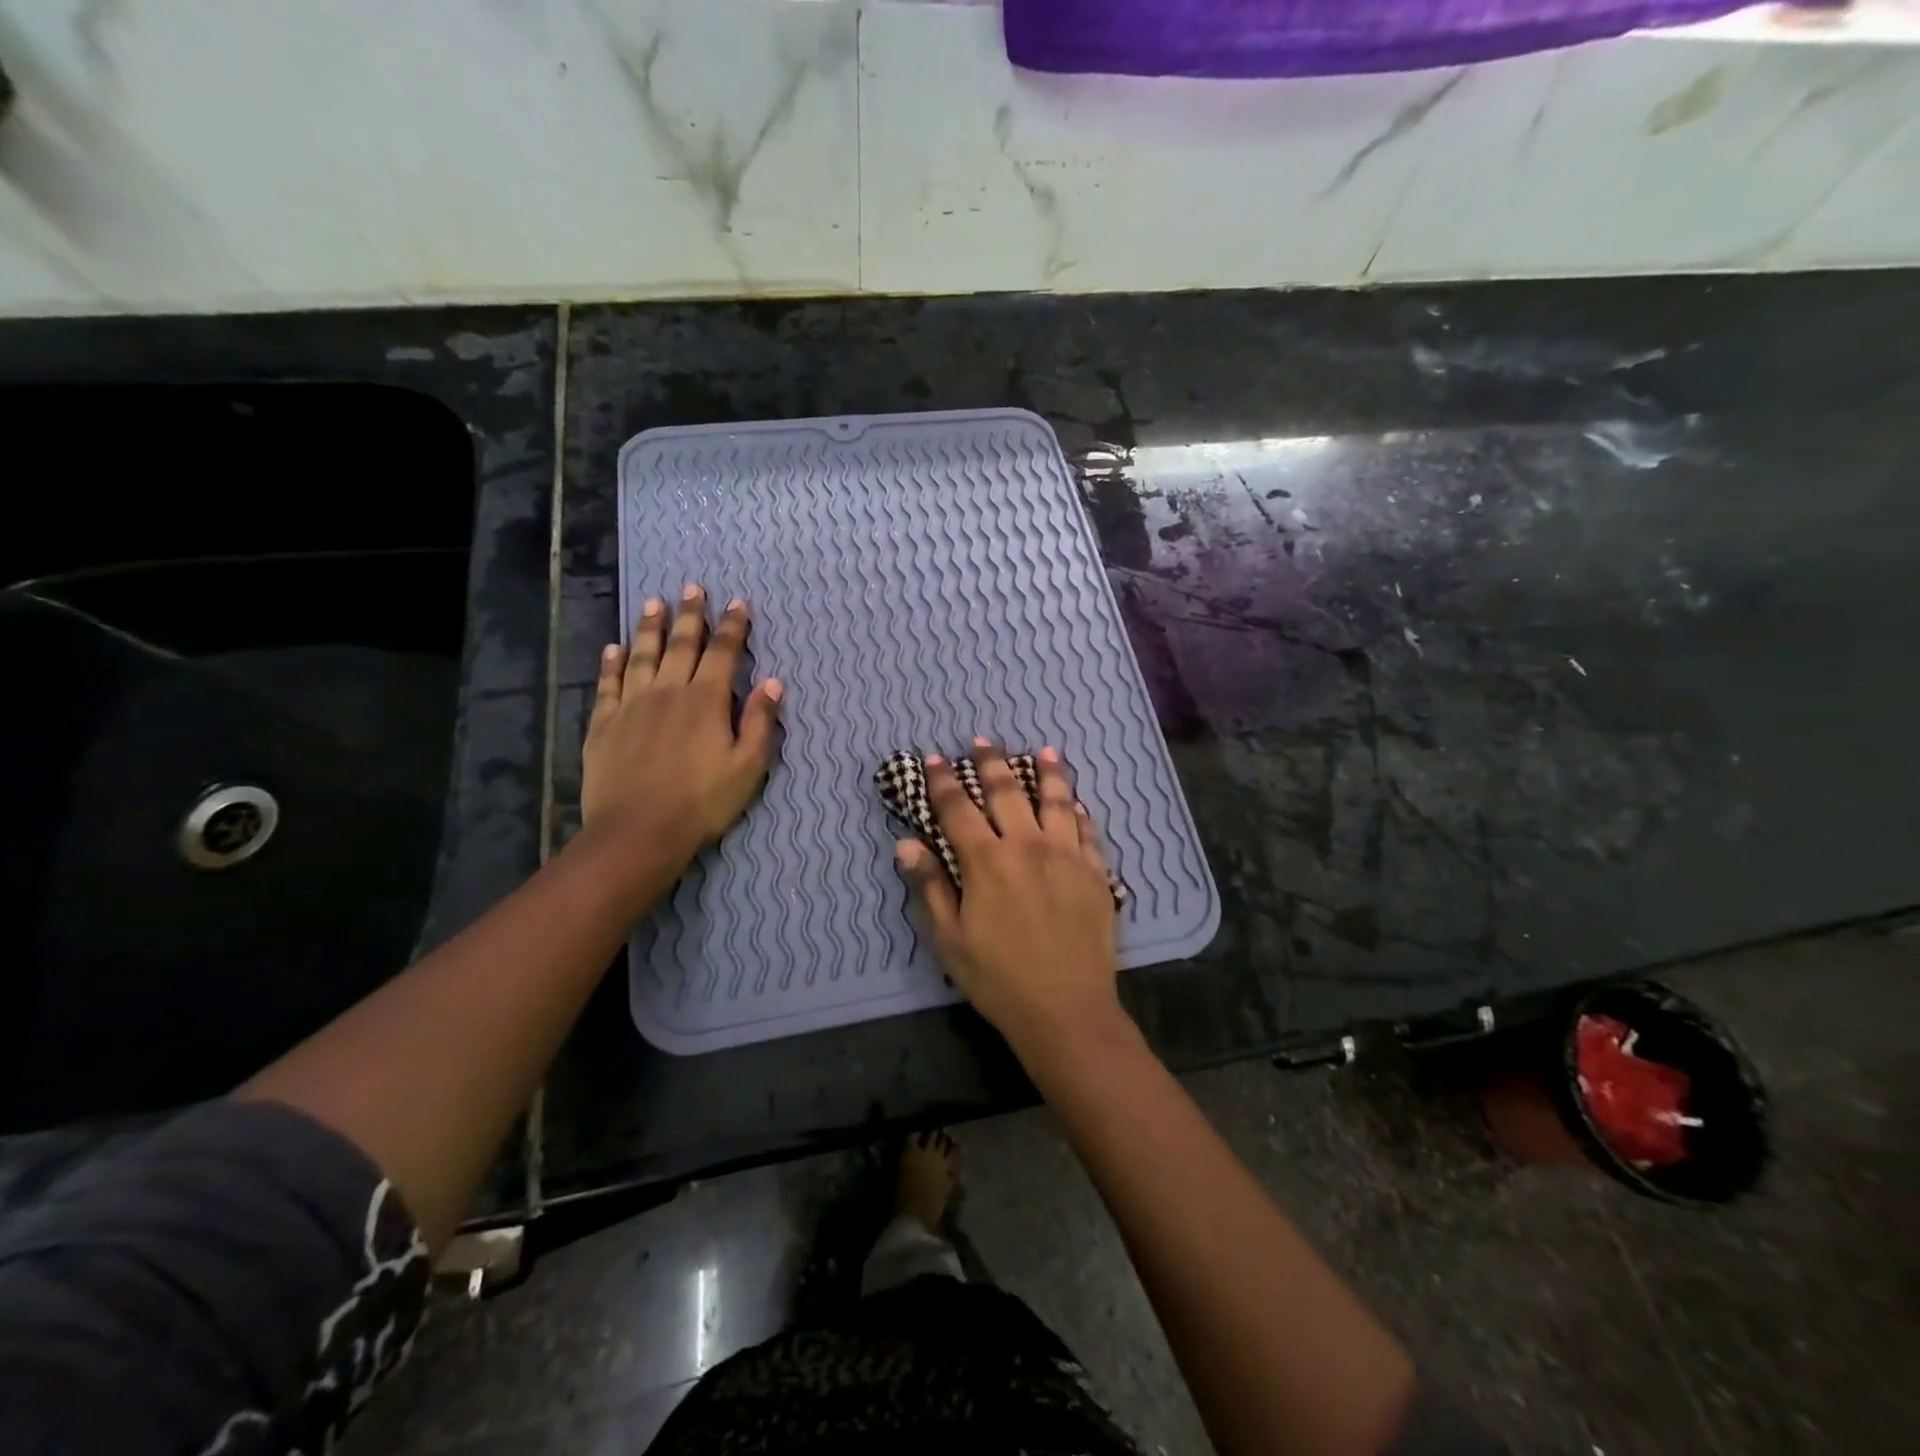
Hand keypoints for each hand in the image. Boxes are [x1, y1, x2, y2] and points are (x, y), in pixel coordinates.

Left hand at [583, 585, 782, 871]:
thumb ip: (760, 722)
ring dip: (650, 628)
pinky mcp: (604, 724)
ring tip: (654, 603)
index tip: (738, 603)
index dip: (733, 626)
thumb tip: (774, 682)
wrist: (638, 831)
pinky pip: (608, 684)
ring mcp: (632, 705)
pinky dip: (612, 663)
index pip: (724, 653)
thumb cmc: (702, 802)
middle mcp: (669, 691)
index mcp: (706, 700)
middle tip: (693, 587)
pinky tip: (614, 648)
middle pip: (681, 644)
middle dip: (691, 615)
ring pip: (643, 655)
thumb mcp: (748, 767)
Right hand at [896, 739, 1121, 1061]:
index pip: (958, 809)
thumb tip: (906, 844)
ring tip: (1045, 751)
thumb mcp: (950, 938)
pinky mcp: (1095, 873)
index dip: (943, 782)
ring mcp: (1066, 856)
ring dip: (1048, 773)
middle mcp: (1027, 846)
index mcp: (987, 861)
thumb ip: (930, 886)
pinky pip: (1087, 832)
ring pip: (1056, 802)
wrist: (1066, 1009)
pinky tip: (1076, 803)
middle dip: (992, 763)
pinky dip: (1078, 812)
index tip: (935, 758)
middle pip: (1007, 792)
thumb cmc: (998, 978)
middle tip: (984, 741)